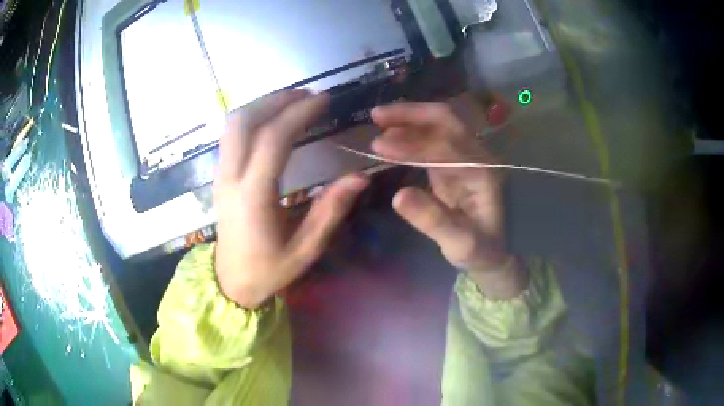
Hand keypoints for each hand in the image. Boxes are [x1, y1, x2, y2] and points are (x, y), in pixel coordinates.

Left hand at [214, 90, 368, 308]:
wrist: (230, 281)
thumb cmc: (268, 269)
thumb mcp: (305, 249)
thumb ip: (330, 211)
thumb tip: (359, 177)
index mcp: (253, 196)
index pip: (273, 139)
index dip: (298, 113)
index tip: (323, 100)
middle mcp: (231, 178)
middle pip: (245, 121)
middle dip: (277, 100)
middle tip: (307, 95)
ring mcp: (220, 175)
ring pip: (233, 124)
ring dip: (262, 105)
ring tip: (292, 101)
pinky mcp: (219, 176)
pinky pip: (230, 135)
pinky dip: (252, 118)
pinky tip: (271, 119)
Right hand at [371, 102, 526, 298]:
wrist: (492, 252)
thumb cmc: (479, 249)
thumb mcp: (460, 243)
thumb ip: (433, 220)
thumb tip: (398, 196)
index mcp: (482, 172)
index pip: (445, 146)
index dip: (411, 143)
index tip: (378, 145)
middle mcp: (477, 157)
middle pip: (446, 120)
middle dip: (411, 113)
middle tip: (376, 115)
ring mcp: (466, 157)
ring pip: (439, 124)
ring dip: (409, 119)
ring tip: (378, 121)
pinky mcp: (455, 162)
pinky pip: (433, 138)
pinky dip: (412, 132)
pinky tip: (392, 134)